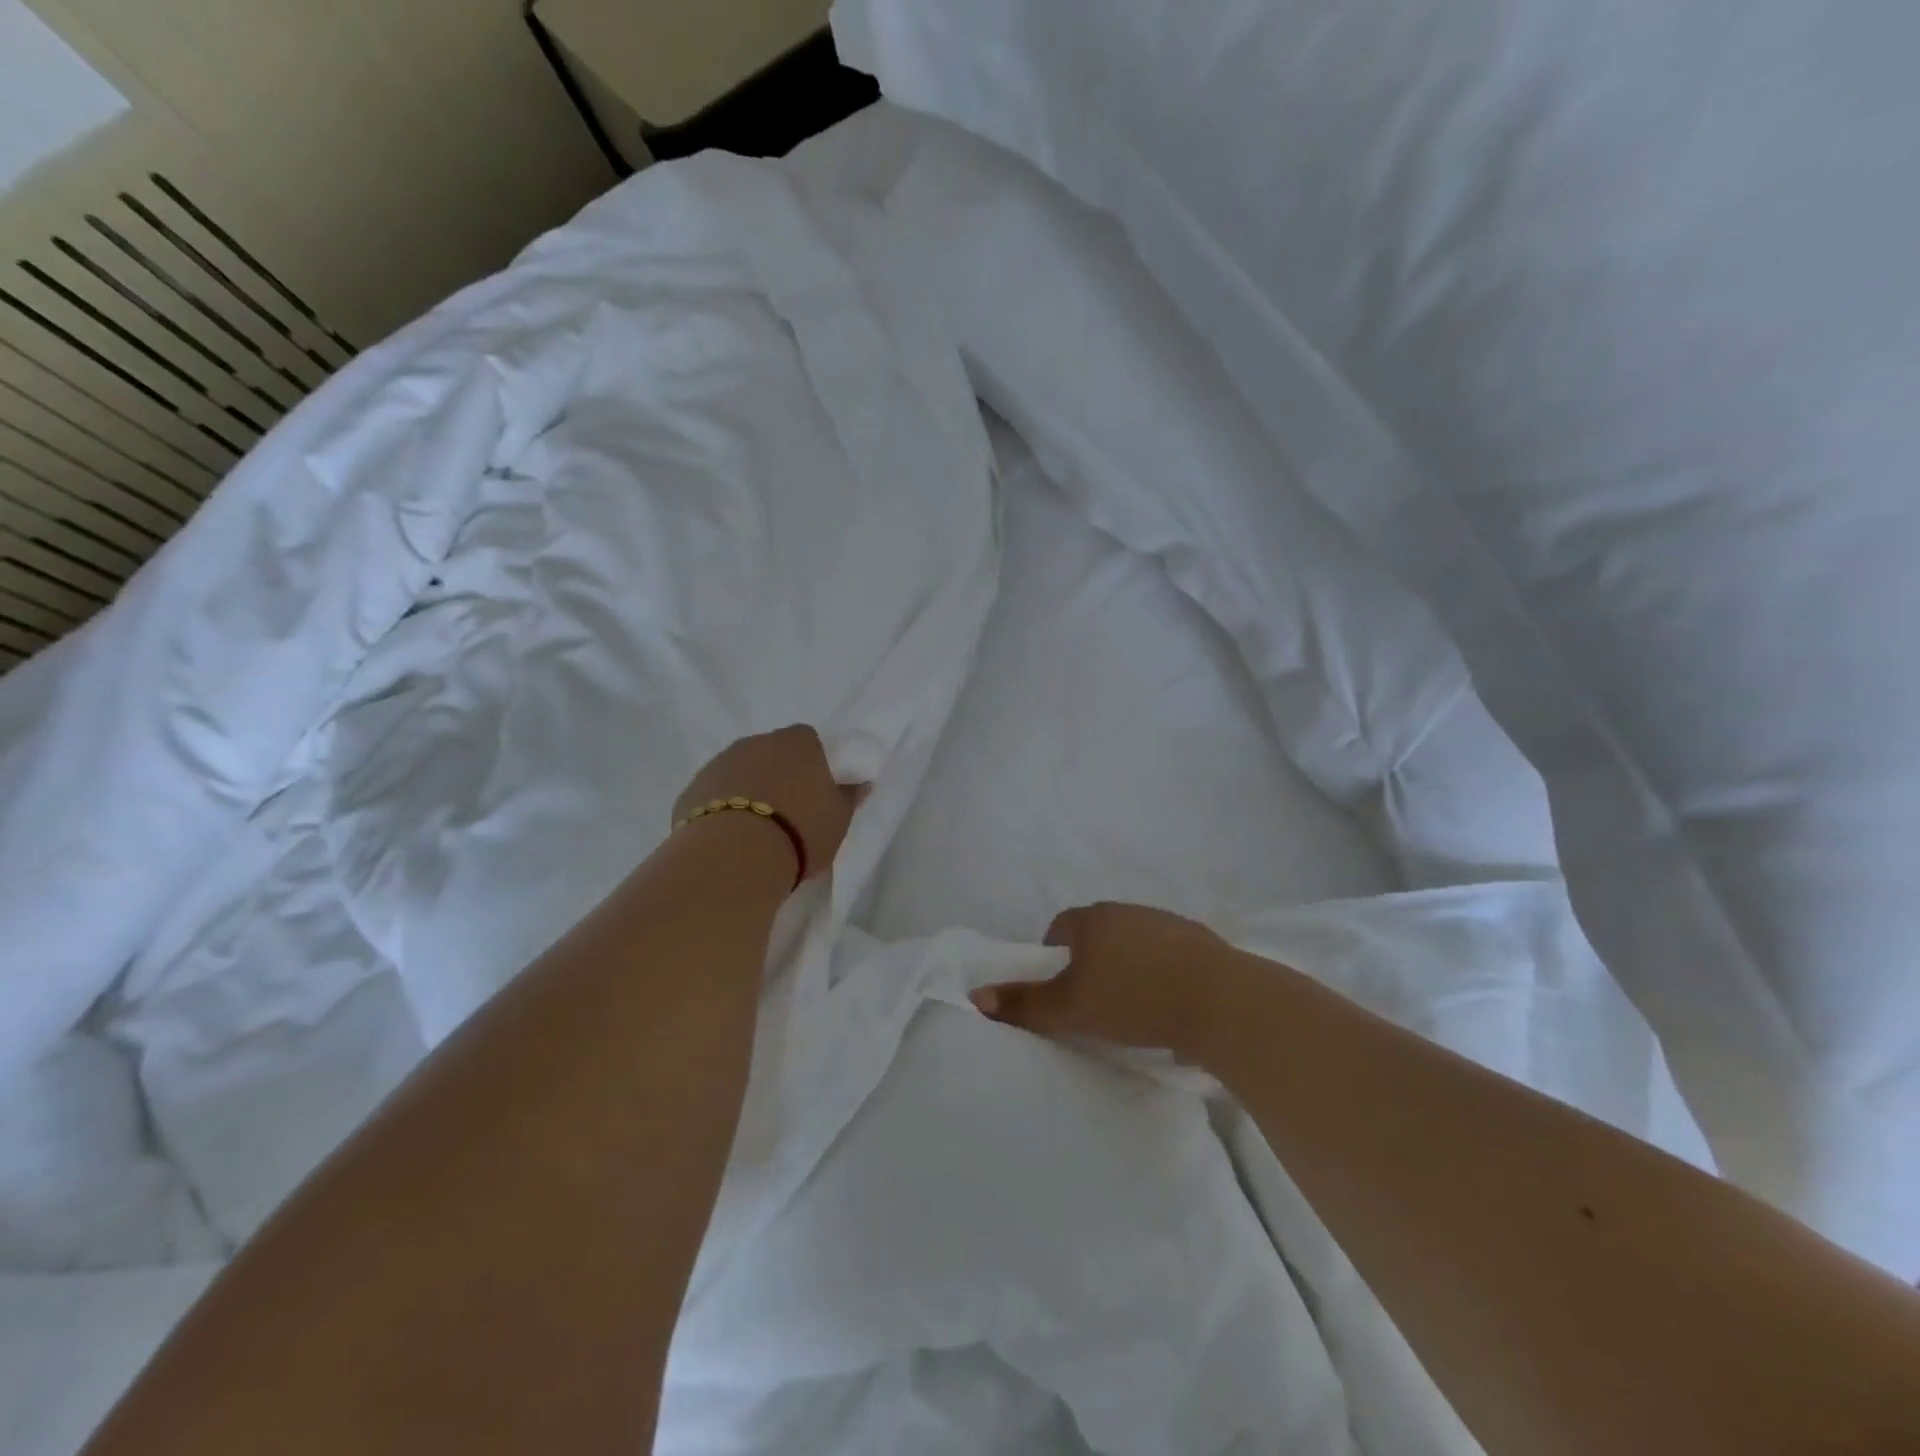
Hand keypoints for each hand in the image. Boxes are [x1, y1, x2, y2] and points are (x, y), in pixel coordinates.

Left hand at [673, 725, 863, 882]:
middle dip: (779, 775)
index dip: (814, 764)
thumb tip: (859, 783)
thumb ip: (849, 797)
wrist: (734, 857)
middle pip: (772, 753)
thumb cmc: (800, 832)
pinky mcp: (691, 790)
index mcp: (798, 742)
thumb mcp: (839, 819)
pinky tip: (730, 838)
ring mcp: (719, 763)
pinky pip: (714, 795)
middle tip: (789, 812)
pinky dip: (722, 809)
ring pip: (740, 772)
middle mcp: (756, 742)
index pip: (809, 740)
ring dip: (748, 790)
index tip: (817, 791)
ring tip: (757, 830)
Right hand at [971, 901, 1237, 1057]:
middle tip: (1092, 1002)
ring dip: (1128, 966)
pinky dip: (1161, 973)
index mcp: (1093, 919)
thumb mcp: (1069, 1008)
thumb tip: (975, 995)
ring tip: (1132, 1007)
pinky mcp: (1200, 942)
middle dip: (1090, 961)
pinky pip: (1167, 955)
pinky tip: (1168, 1004)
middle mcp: (1128, 911)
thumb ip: (1023, 1003)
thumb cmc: (1133, 999)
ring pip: (1134, 942)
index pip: (1060, 927)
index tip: (1061, 989)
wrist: (1219, 1001)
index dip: (1053, 956)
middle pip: (1097, 933)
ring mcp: (1167, 922)